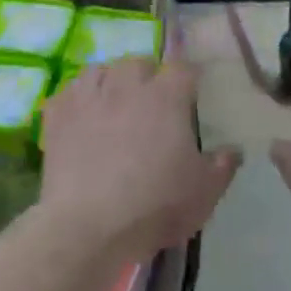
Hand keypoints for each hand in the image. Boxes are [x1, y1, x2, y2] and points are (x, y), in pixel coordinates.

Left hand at [39, 58, 239, 259]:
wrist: (89, 226)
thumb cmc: (155, 206)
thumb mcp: (204, 193)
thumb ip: (223, 166)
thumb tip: (233, 149)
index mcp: (167, 97)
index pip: (183, 69)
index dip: (189, 78)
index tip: (192, 92)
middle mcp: (127, 86)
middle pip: (139, 63)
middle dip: (147, 76)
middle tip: (152, 102)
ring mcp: (88, 98)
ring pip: (100, 70)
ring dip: (111, 81)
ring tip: (114, 102)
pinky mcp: (57, 116)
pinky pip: (68, 92)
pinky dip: (78, 99)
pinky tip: (82, 116)